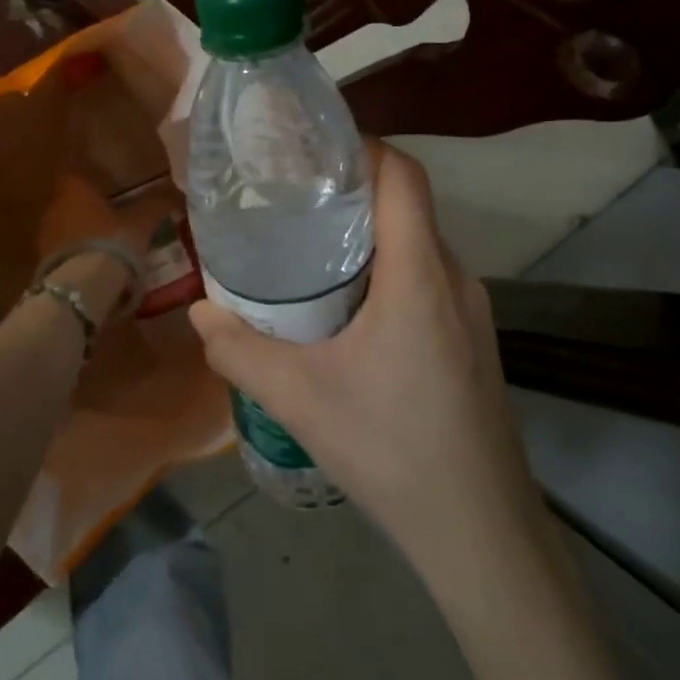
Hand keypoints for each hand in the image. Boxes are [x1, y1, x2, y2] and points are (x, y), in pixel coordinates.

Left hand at [36, 174, 173, 318]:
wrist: (82, 287)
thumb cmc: (112, 242)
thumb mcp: (142, 222)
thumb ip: (155, 206)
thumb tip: (173, 194)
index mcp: (75, 189)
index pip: (81, 176)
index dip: (98, 185)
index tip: (115, 194)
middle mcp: (55, 207)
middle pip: (74, 204)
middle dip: (93, 212)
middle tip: (117, 224)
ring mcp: (45, 236)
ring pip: (68, 229)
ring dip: (85, 236)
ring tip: (110, 250)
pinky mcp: (43, 263)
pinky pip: (65, 254)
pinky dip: (79, 258)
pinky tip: (97, 269)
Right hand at [187, 144, 538, 575]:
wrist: (480, 530)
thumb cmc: (392, 448)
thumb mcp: (300, 398)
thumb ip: (240, 351)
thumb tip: (198, 315)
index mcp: (419, 274)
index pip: (404, 176)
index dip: (363, 149)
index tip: (312, 153)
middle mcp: (455, 278)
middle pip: (408, 208)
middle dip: (353, 195)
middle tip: (294, 204)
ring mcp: (472, 312)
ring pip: (418, 248)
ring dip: (370, 240)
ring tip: (312, 255)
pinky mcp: (474, 342)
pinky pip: (428, 282)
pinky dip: (389, 274)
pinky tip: (349, 314)